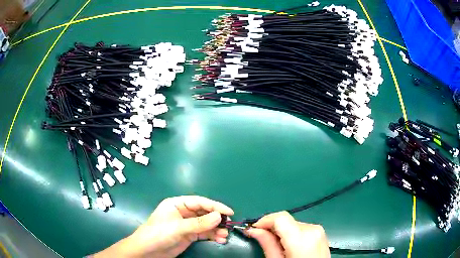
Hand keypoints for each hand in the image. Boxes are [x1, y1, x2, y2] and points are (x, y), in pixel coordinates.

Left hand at [93, 196, 233, 257]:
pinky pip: (204, 233)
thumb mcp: (178, 227)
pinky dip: (212, 236)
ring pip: (206, 224)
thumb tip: (219, 216)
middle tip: (228, 225)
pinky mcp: (189, 235)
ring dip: (216, 229)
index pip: (199, 202)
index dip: (215, 205)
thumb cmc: (158, 233)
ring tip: (224, 235)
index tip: (229, 212)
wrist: (148, 251)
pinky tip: (220, 240)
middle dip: (216, 219)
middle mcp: (183, 213)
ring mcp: (186, 225)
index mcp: (177, 204)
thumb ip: (199, 223)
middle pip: (204, 213)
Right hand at [245, 211, 329, 257]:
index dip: (264, 221)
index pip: (280, 217)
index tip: (254, 229)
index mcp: (301, 237)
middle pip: (286, 221)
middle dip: (272, 228)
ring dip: (282, 232)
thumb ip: (267, 244)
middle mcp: (312, 229)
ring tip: (278, 247)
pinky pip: (302, 228)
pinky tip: (289, 247)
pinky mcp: (321, 233)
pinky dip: (292, 234)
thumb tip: (254, 230)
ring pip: (293, 224)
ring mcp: (319, 231)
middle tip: (263, 241)